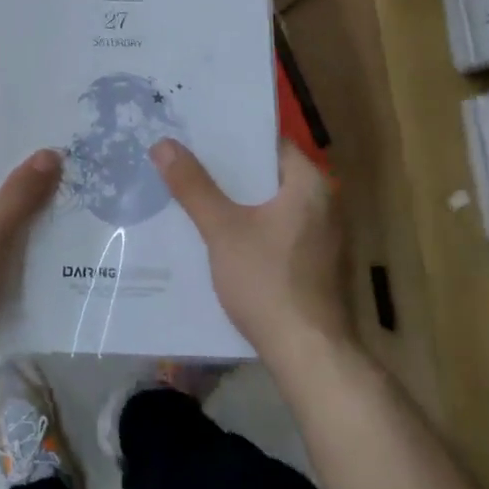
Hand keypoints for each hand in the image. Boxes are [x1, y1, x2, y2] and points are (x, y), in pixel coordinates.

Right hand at [150, 138, 353, 366]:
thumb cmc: (268, 281)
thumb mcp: (223, 230)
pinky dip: (249, 228)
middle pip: (267, 176)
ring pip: (269, 207)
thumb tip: (163, 144)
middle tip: (184, 160)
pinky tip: (216, 236)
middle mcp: (324, 205)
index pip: (269, 144)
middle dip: (227, 172)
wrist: (309, 355)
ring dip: (236, 202)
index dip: (232, 137)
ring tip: (192, 193)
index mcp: (310, 185)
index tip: (196, 133)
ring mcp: (322, 238)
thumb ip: (194, 186)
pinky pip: (276, 232)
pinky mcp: (315, 266)